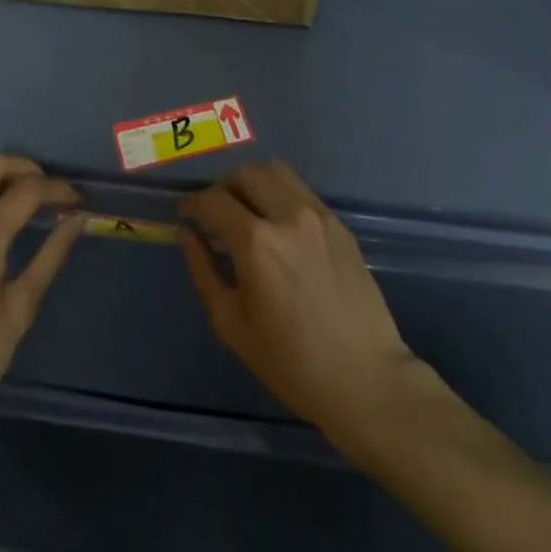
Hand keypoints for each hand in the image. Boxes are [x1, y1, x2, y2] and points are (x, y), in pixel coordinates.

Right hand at [178, 161, 420, 440]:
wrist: (365, 379)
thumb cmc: (291, 362)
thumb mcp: (232, 323)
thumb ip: (203, 270)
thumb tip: (186, 233)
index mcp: (256, 242)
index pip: (214, 201)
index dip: (193, 203)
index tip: (185, 213)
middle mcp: (288, 215)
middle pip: (245, 174)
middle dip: (222, 189)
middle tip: (215, 215)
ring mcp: (319, 215)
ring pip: (276, 172)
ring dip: (254, 184)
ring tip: (247, 213)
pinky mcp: (340, 224)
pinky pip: (302, 192)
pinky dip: (281, 197)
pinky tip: (280, 229)